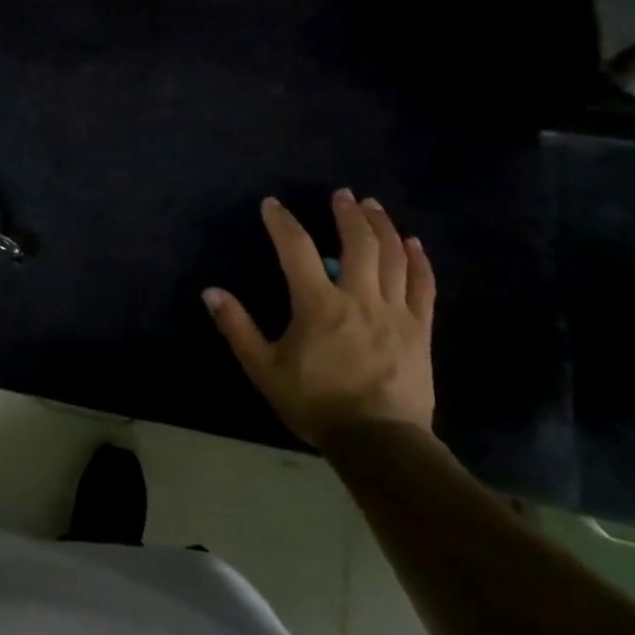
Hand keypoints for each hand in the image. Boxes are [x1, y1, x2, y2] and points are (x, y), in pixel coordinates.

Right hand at [202, 190, 435, 450]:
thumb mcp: (263, 368)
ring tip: (373, 207)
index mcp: (318, 305)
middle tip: (342, 194)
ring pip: (394, 257)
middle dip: (348, 214)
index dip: (283, 222)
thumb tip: (210, 292)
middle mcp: (359, 298)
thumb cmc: (316, 402)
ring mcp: (395, 312)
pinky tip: (414, 244)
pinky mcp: (420, 329)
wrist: (379, 440)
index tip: (272, 204)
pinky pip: (424, 286)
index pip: (296, 249)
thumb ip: (237, 327)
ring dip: (382, 226)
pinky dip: (419, 260)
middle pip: (358, 243)